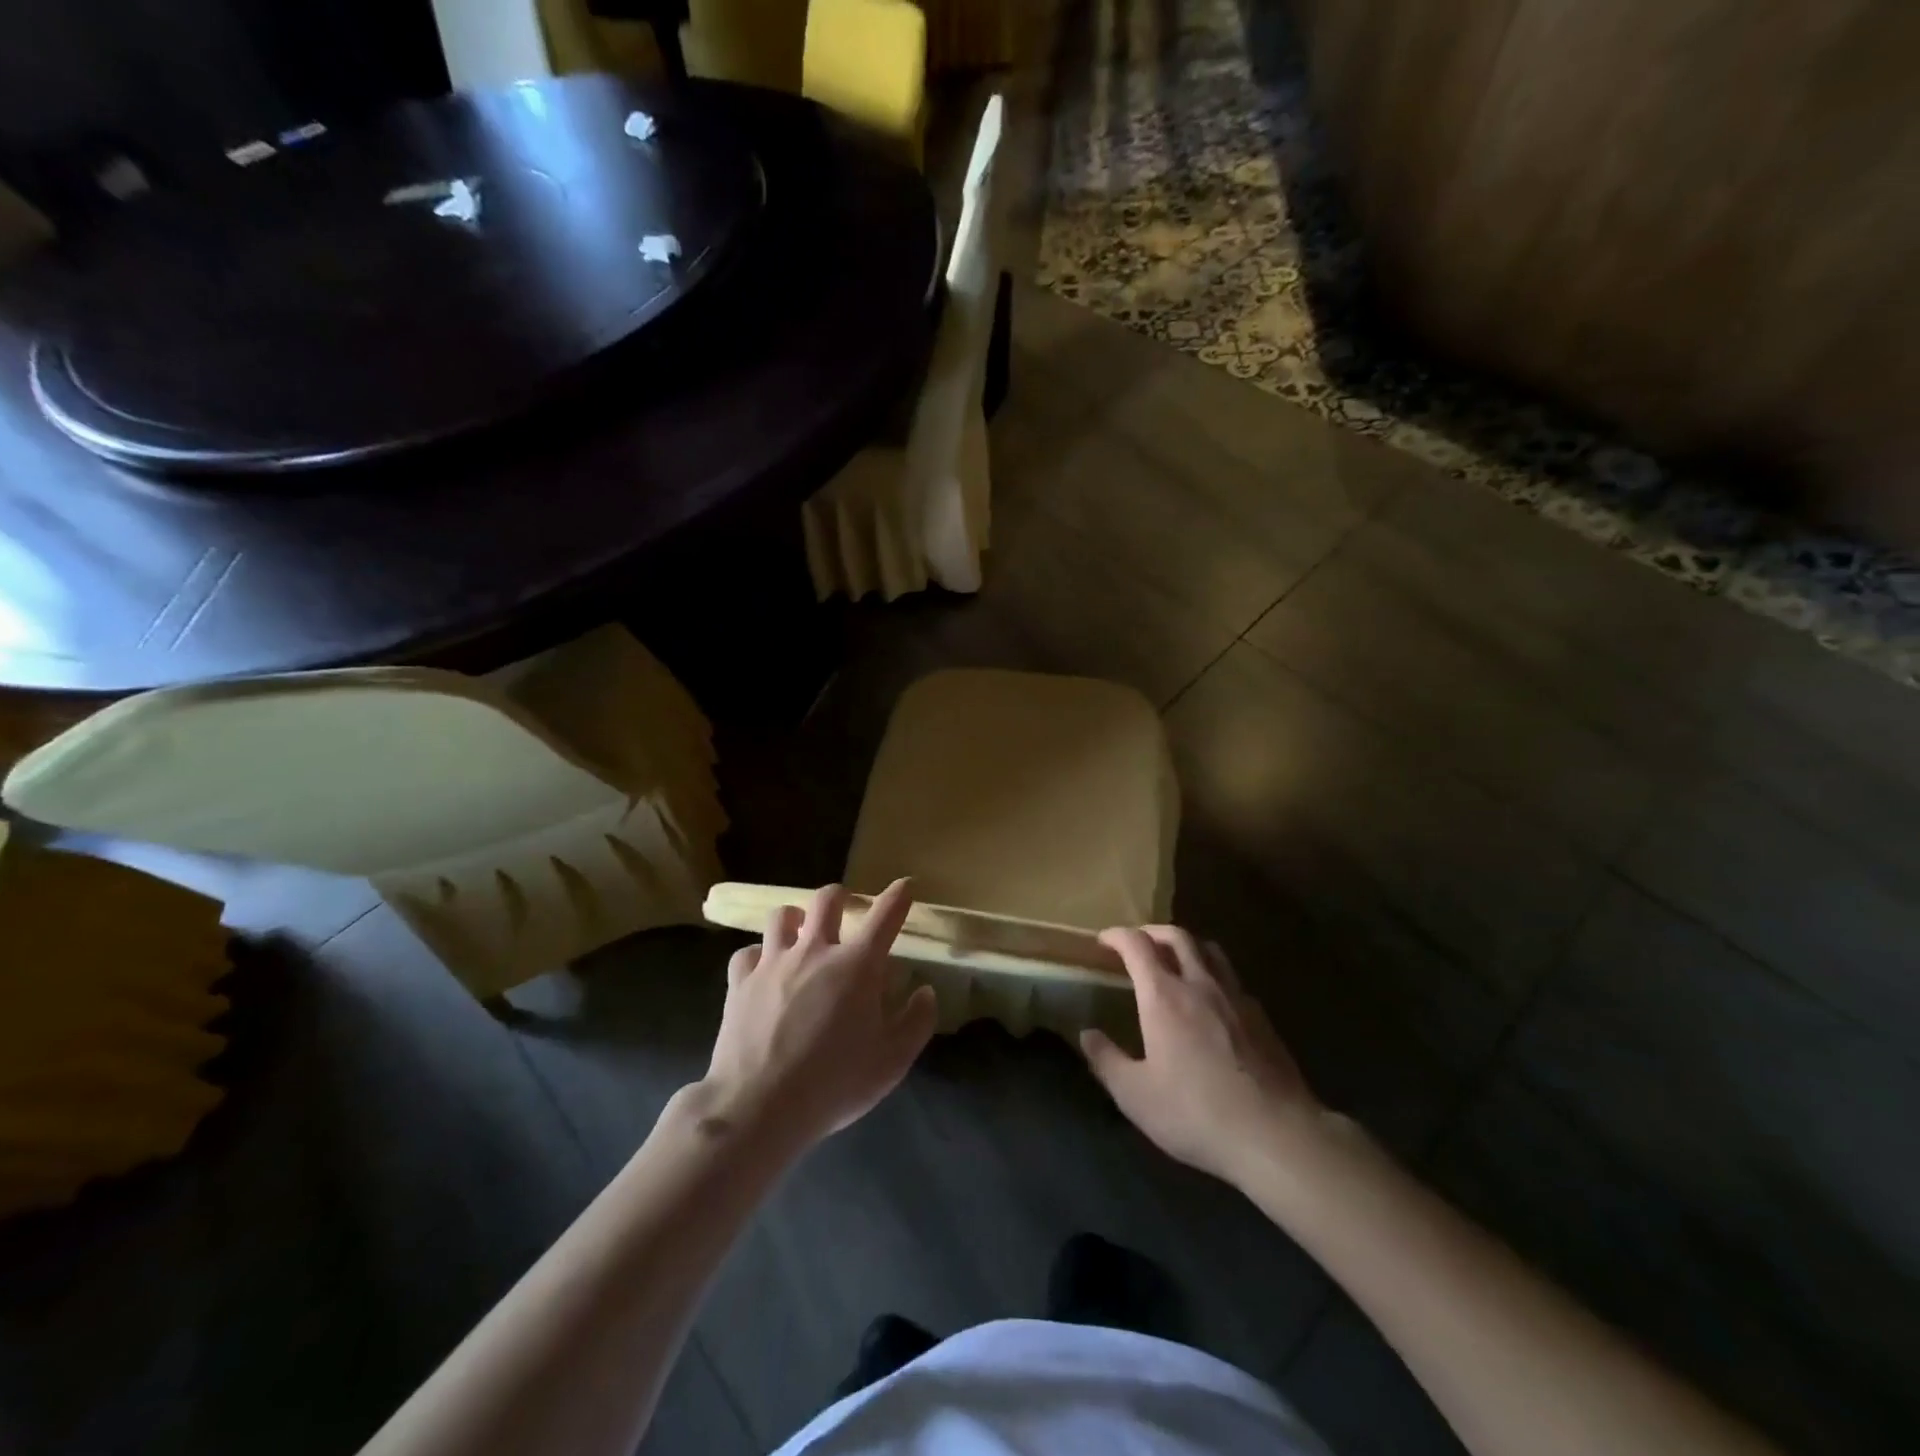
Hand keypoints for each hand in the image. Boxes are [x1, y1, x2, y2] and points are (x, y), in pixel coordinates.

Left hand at [701, 880, 937, 1152]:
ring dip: (796, 920)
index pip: (885, 915)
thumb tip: (924, 991)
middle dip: (841, 898)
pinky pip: (748, 952)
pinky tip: (763, 972)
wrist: (758, 1106)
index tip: (905, 886)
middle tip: (845, 912)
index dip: (899, 896)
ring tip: (800, 935)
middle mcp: (815, 951)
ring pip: (781, 915)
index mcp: (857, 965)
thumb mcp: (892, 1062)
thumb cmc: (834, 1084)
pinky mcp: (740, 981)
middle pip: (827, 899)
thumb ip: (916, 1022)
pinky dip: (759, 956)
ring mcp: (773, 962)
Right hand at [1081, 926, 1322, 1185]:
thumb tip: (1087, 1034)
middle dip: (1153, 932)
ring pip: (1210, 951)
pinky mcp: (1262, 1019)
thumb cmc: (1195, 1113)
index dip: (1117, 936)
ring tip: (1176, 959)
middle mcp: (1200, 984)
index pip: (1137, 945)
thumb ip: (1106, 1060)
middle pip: (1177, 936)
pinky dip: (1214, 974)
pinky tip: (1212, 1000)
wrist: (1275, 1135)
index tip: (1104, 940)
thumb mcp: (1135, 1095)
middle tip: (1138, 942)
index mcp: (1164, 996)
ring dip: (1187, 945)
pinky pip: (1232, 979)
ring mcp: (1236, 998)